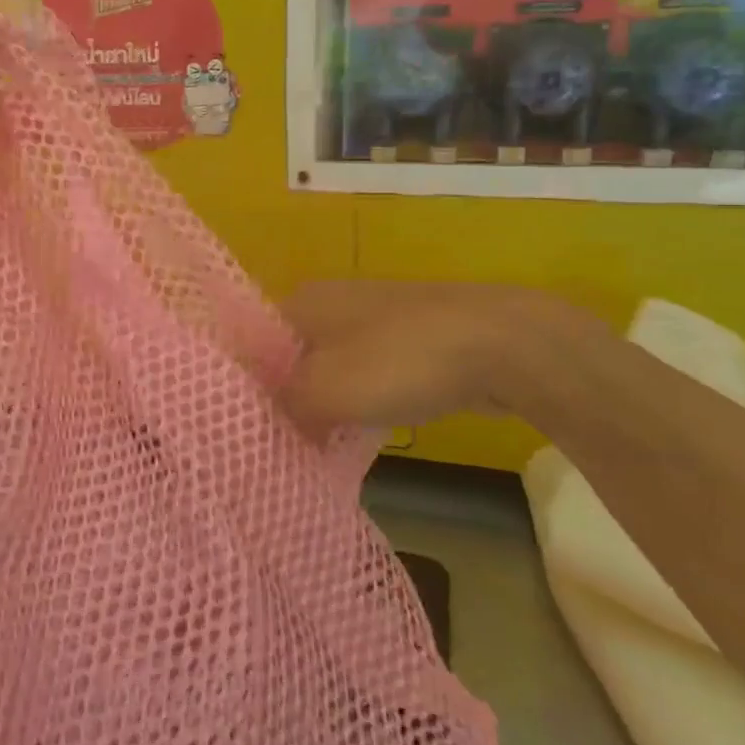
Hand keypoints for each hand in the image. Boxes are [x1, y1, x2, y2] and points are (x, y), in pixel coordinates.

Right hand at [278, 279, 600, 433]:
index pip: (252, 344)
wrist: (500, 344)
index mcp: (302, 300)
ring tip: (316, 444)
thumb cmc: (398, 361)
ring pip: (330, 366)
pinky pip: (368, 371)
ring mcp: (375, 315)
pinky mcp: (410, 337)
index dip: (246, 386)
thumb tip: (263, 420)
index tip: (245, 428)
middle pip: (290, 356)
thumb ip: (282, 407)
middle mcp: (331, 300)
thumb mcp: (323, 391)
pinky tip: (364, 429)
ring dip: (323, 403)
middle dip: (285, 398)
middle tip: (279, 442)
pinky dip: (361, 399)